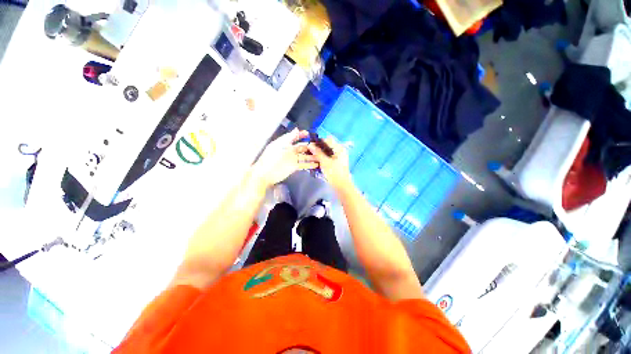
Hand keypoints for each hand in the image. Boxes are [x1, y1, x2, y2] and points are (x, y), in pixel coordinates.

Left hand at [252, 129, 318, 188]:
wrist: (265, 174)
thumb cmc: (271, 158)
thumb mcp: (279, 145)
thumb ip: (289, 137)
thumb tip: (297, 129)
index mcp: (285, 144)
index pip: (295, 137)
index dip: (301, 135)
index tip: (309, 134)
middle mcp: (290, 150)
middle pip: (301, 147)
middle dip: (310, 146)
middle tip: (319, 147)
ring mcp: (292, 159)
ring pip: (304, 156)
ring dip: (312, 156)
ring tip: (321, 156)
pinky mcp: (294, 167)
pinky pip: (304, 164)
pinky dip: (310, 164)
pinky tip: (317, 164)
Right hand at [308, 136, 351, 190]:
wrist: (342, 186)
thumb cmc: (334, 173)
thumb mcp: (325, 162)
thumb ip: (317, 153)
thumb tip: (310, 145)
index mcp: (339, 148)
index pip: (327, 140)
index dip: (318, 141)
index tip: (309, 145)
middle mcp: (340, 151)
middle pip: (327, 146)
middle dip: (318, 148)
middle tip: (309, 151)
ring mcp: (338, 157)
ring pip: (326, 152)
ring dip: (319, 154)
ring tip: (310, 156)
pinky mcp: (336, 163)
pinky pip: (328, 158)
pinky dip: (322, 159)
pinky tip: (315, 161)